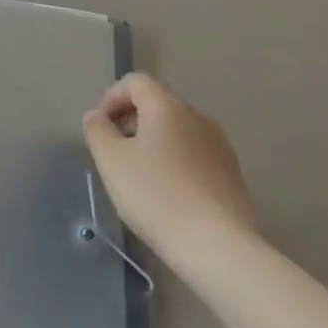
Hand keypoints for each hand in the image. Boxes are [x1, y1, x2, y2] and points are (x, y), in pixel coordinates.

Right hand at [82, 73, 255, 255]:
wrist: (216, 245)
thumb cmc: (156, 195)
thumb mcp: (111, 161)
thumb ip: (97, 130)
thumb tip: (96, 116)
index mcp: (167, 106)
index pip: (135, 82)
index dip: (112, 98)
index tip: (100, 128)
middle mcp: (197, 116)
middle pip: (157, 103)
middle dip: (131, 120)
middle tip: (114, 152)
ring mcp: (219, 144)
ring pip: (177, 129)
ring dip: (153, 141)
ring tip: (138, 174)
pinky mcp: (231, 172)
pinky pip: (194, 152)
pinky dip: (174, 160)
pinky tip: (166, 192)